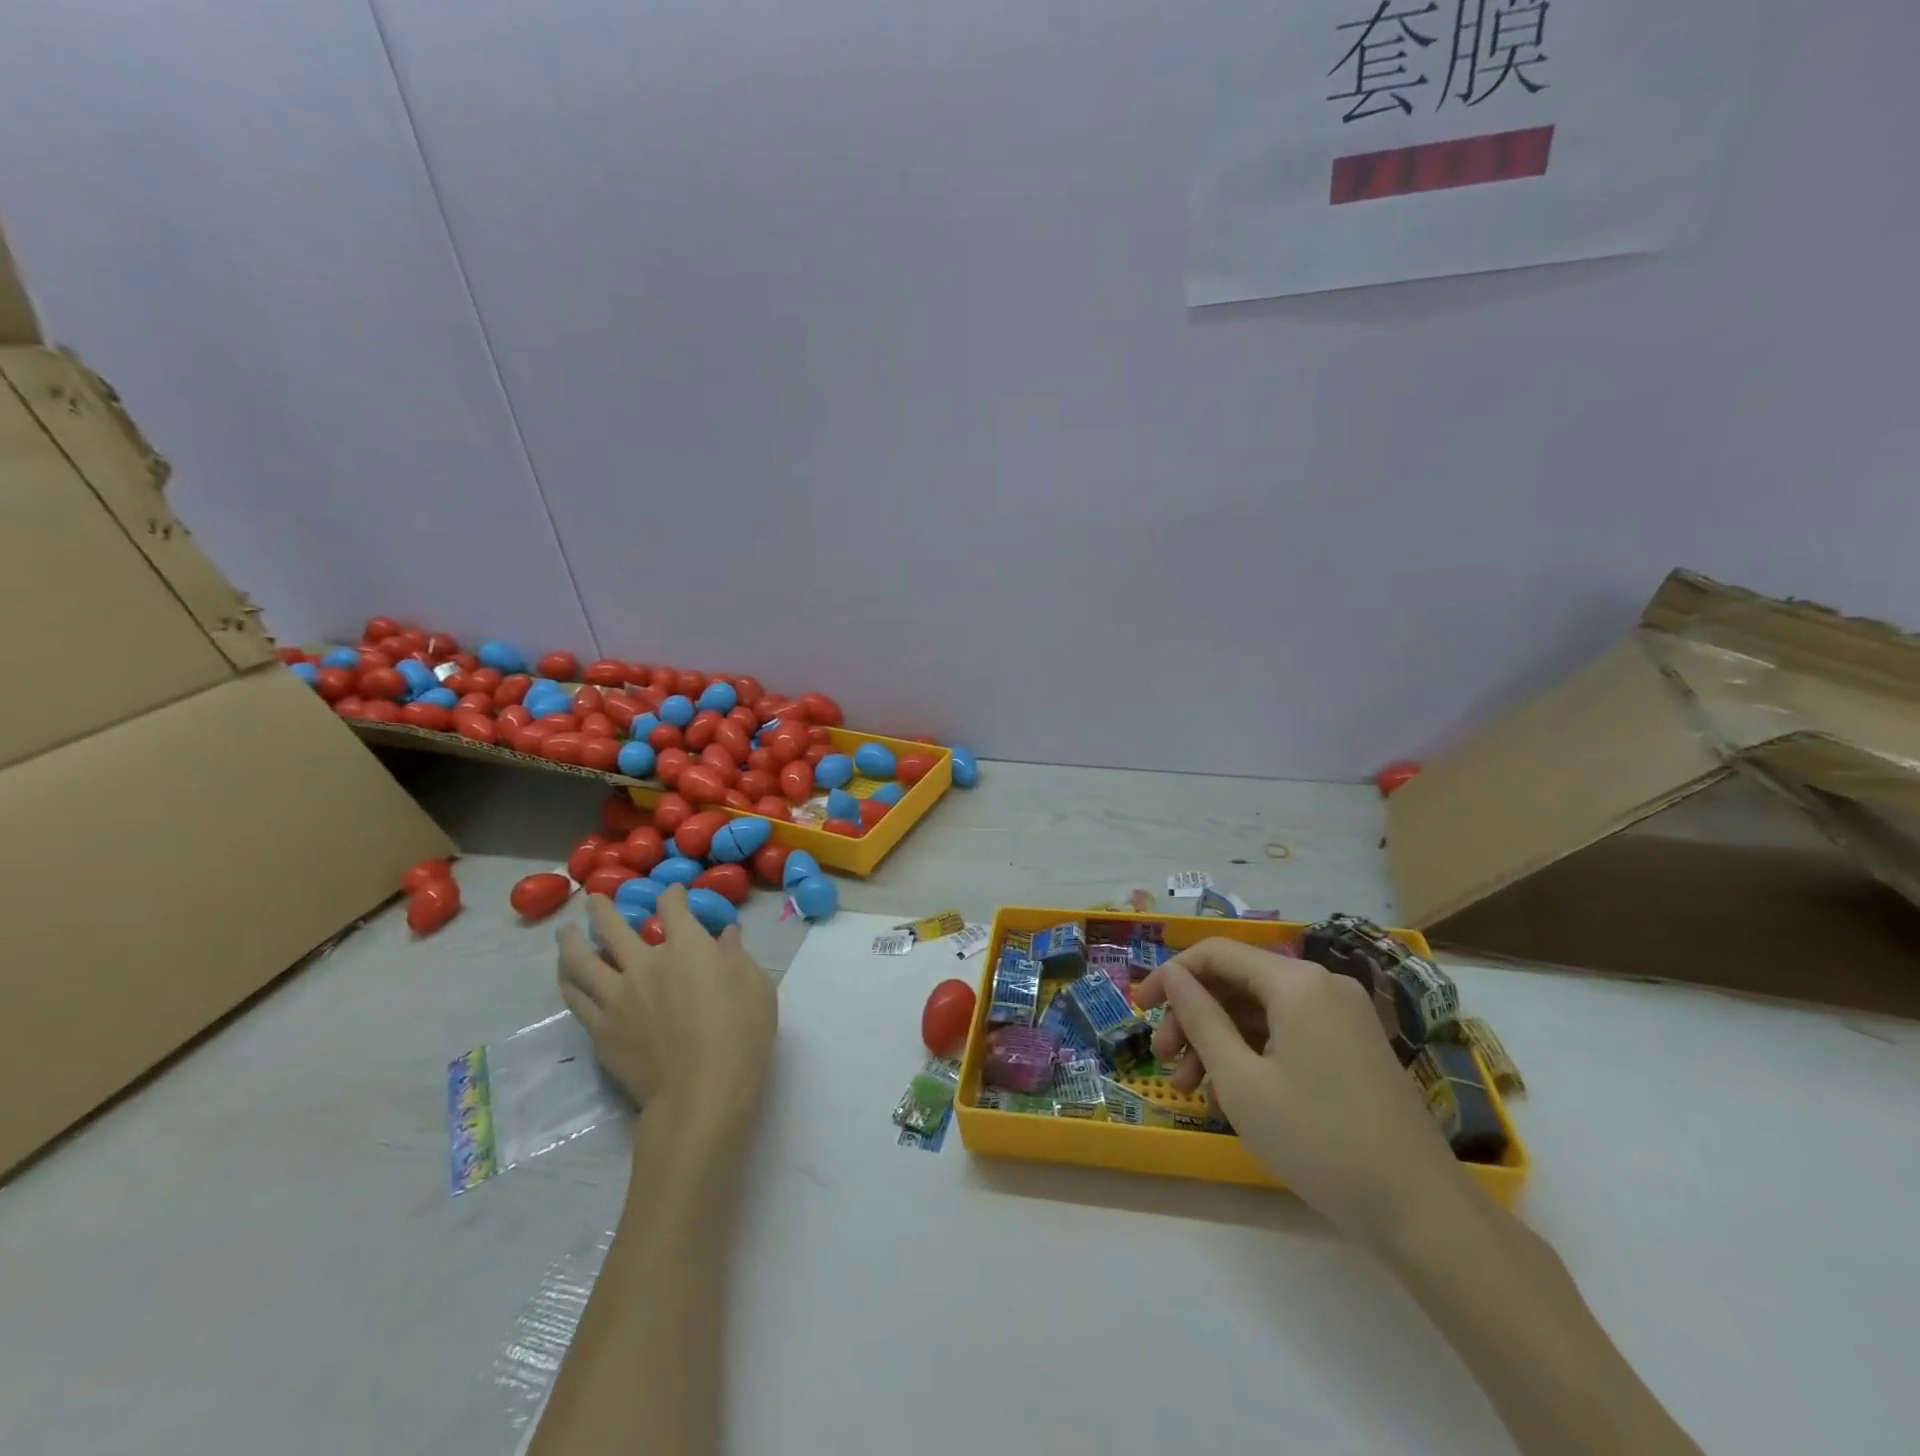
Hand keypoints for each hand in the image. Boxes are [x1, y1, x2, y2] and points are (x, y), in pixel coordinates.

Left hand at [557, 887, 776, 1140]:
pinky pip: (576, 998)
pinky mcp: (601, 1030)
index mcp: (686, 947)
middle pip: (613, 927)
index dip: (672, 895)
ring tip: (564, 932)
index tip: (673, 892)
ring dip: (570, 941)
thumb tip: (727, 935)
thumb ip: (737, 956)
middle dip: (603, 909)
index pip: (672, 907)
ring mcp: (617, 997)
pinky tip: (567, 977)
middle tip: (594, 899)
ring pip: (581, 961)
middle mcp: (645, 963)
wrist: (701, 1092)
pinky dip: (569, 981)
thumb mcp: (756, 986)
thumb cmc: (740, 1033)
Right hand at [1135, 938, 1469, 1247]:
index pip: (1216, 953)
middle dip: (1194, 1016)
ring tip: (1191, 1087)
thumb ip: (1200, 1018)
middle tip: (1164, 1060)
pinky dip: (1253, 1052)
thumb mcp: (1241, 1080)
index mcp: (1296, 982)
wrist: (1421, 1212)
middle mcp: (1322, 985)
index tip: (1139, 1008)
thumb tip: (1173, 976)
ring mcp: (1343, 1015)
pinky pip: (1288, 1032)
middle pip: (1238, 982)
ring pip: (1261, 1011)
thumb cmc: (1318, 1140)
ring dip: (1219, 1039)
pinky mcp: (1353, 1046)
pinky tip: (1231, 1093)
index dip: (1170, 975)